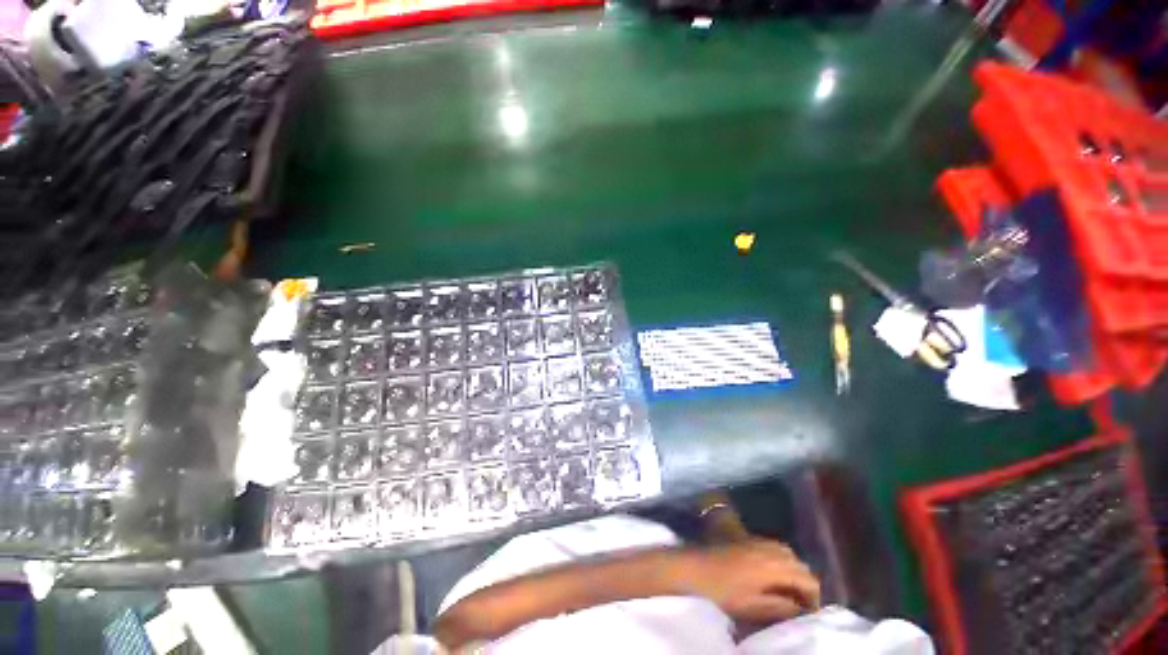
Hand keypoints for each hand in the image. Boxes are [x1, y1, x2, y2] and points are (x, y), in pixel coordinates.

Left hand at [678, 539, 820, 622]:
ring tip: (788, 591)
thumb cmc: (722, 591)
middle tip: (801, 603)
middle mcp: (767, 548)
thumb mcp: (754, 607)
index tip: (811, 613)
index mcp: (773, 565)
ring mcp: (754, 540)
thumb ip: (782, 607)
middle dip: (804, 582)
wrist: (693, 567)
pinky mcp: (744, 538)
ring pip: (785, 551)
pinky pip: (771, 546)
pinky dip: (779, 559)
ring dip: (792, 569)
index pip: (807, 578)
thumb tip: (802, 610)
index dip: (814, 597)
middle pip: (798, 562)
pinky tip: (770, 575)